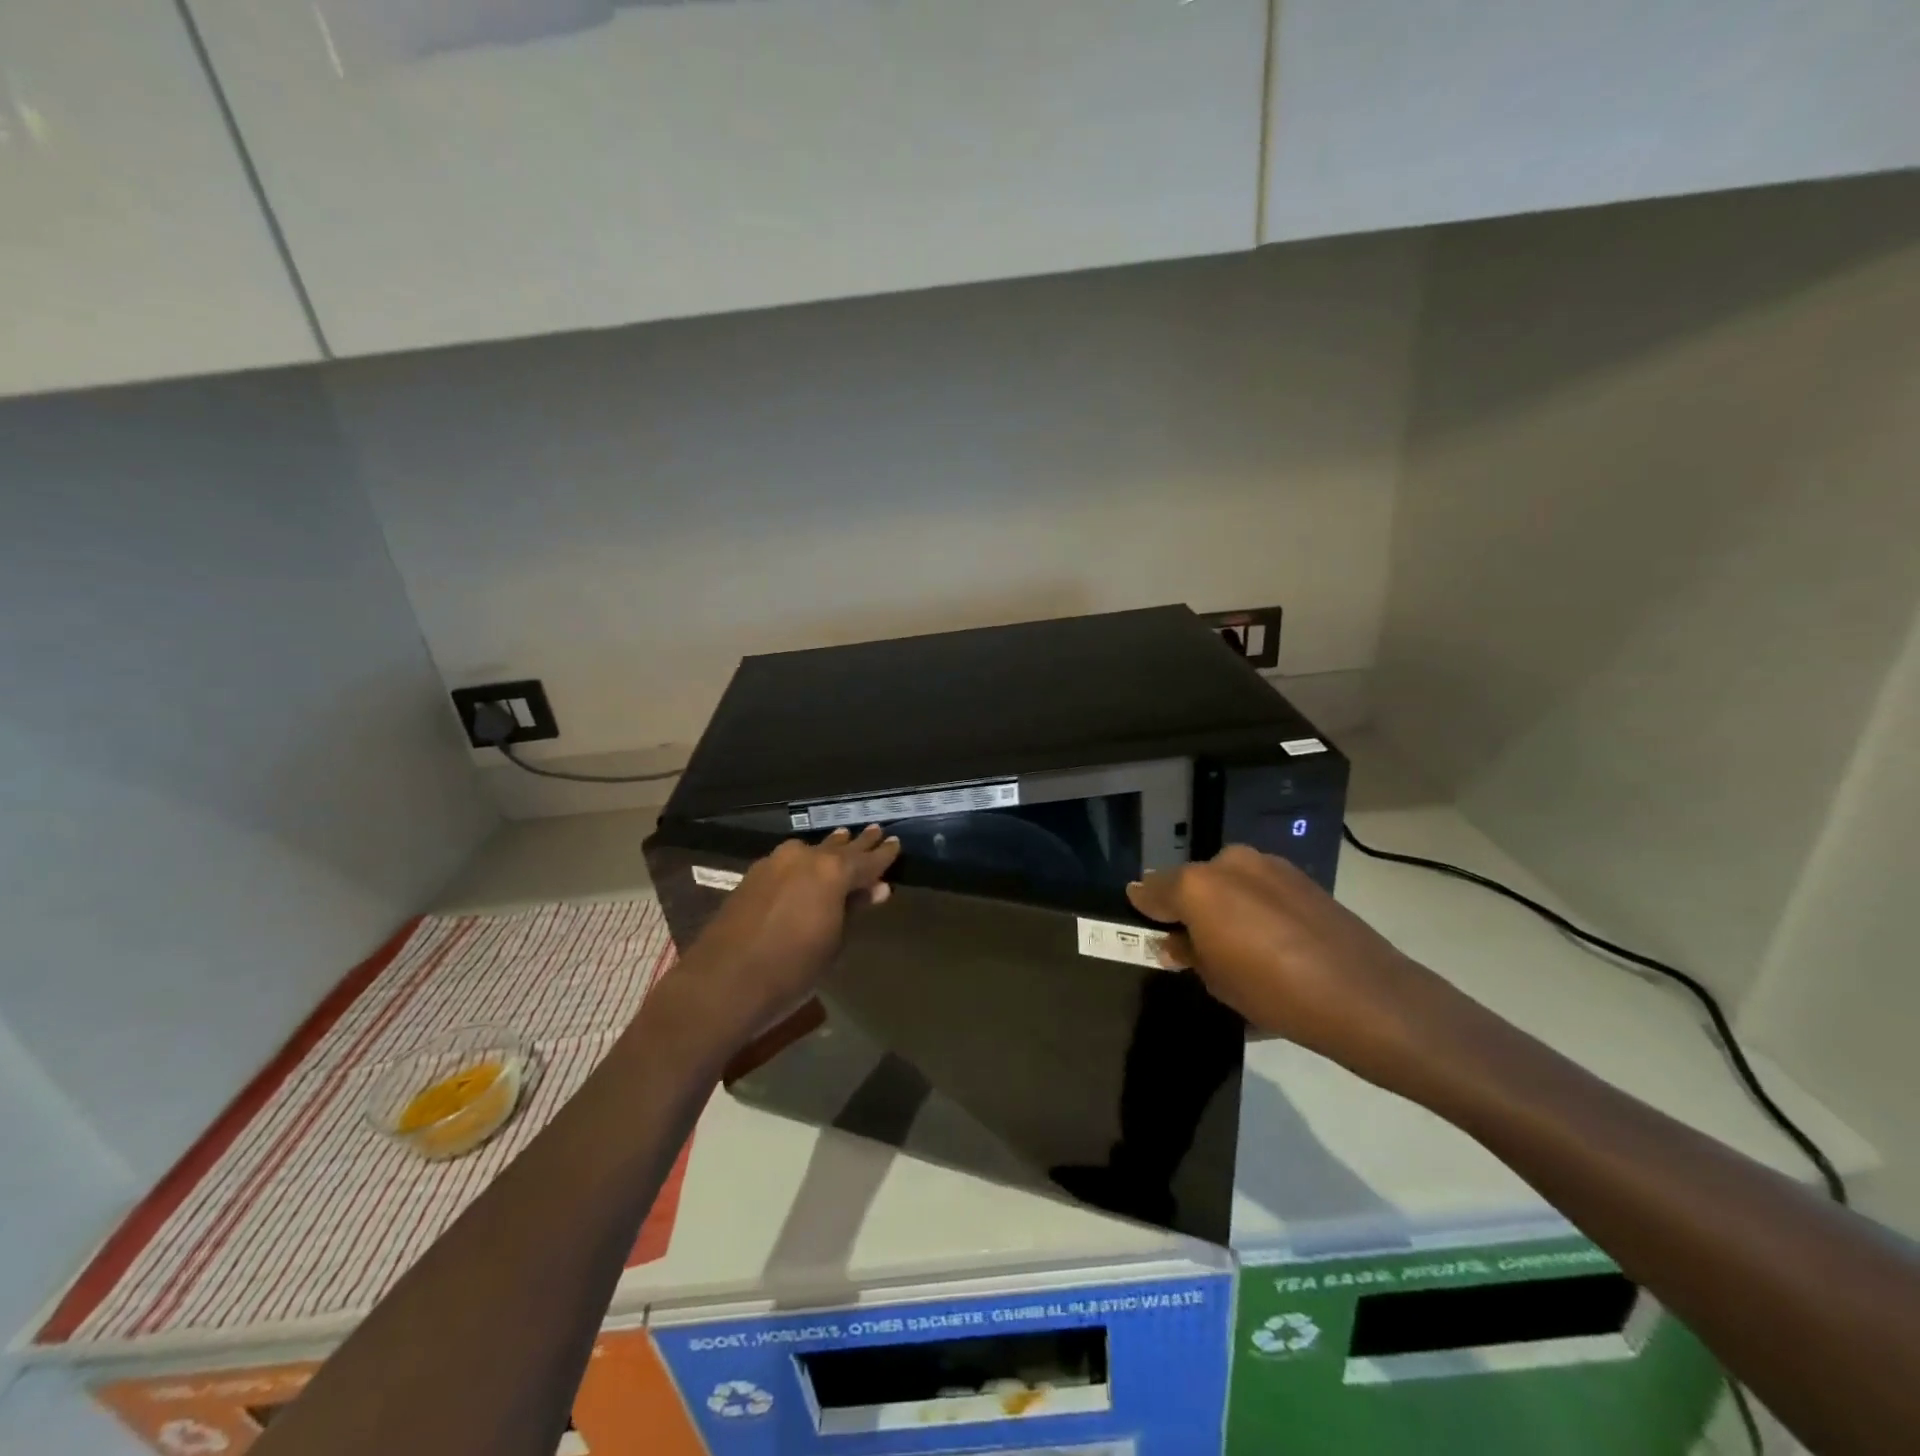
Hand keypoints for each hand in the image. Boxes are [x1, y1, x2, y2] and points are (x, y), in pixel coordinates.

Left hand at [672, 825, 900, 1041]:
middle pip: (839, 848)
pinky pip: (789, 860)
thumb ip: (854, 909)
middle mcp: (805, 857)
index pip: (867, 859)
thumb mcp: (834, 942)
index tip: (896, 843)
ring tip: (843, 839)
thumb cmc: (792, 969)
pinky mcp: (753, 874)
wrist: (724, 981)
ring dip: (829, 847)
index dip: (884, 854)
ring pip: (811, 850)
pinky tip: (806, 864)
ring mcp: (775, 862)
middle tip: (876, 832)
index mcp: (833, 872)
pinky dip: (804, 860)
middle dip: (858, 843)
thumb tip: (878, 889)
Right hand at [1127, 845, 1451, 1081]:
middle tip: (1192, 946)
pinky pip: (1259, 889)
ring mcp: (1268, 866)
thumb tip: (1176, 941)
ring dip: (1223, 907)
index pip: (1152, 890)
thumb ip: (1187, 953)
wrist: (1366, 997)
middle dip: (1187, 908)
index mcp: (1198, 884)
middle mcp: (1229, 863)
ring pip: (1228, 883)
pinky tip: (1268, 944)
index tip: (1144, 929)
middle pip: (1192, 883)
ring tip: (1235, 948)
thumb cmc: (1274, 993)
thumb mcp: (1216, 981)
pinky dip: (1253, 908)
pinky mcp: (1300, 877)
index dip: (1145, 911)